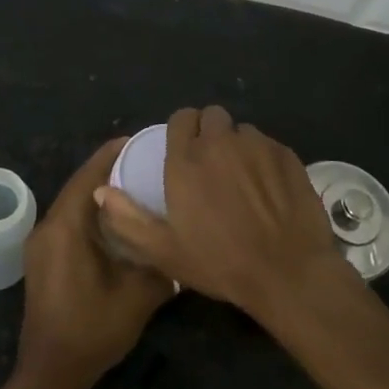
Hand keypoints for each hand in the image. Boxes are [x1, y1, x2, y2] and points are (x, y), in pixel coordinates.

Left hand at [16, 137, 175, 388]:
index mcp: (65, 228)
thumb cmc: (92, 330)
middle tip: (143, 161)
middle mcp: (48, 228)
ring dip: (99, 192)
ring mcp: (41, 244)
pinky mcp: (43, 259)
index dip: (111, 155)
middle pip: (79, 186)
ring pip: (72, 204)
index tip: (138, 140)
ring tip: (134, 184)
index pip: (88, 177)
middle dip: (108, 170)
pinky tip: (116, 220)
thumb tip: (182, 241)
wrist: (50, 373)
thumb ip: (161, 263)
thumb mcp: (138, 296)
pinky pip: (68, 221)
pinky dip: (90, 212)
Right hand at [96, 106, 346, 320]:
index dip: (182, 131)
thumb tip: (101, 191)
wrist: (287, 272)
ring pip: (242, 130)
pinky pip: (269, 145)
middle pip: (212, 116)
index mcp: (186, 159)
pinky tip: (268, 187)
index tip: (184, 151)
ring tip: (242, 178)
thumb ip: (128, 219)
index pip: (181, 118)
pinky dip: (264, 158)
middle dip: (210, 132)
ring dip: (238, 146)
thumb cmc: (220, 263)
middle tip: (212, 164)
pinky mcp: (286, 155)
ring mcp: (257, 145)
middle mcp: (220, 142)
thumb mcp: (164, 251)